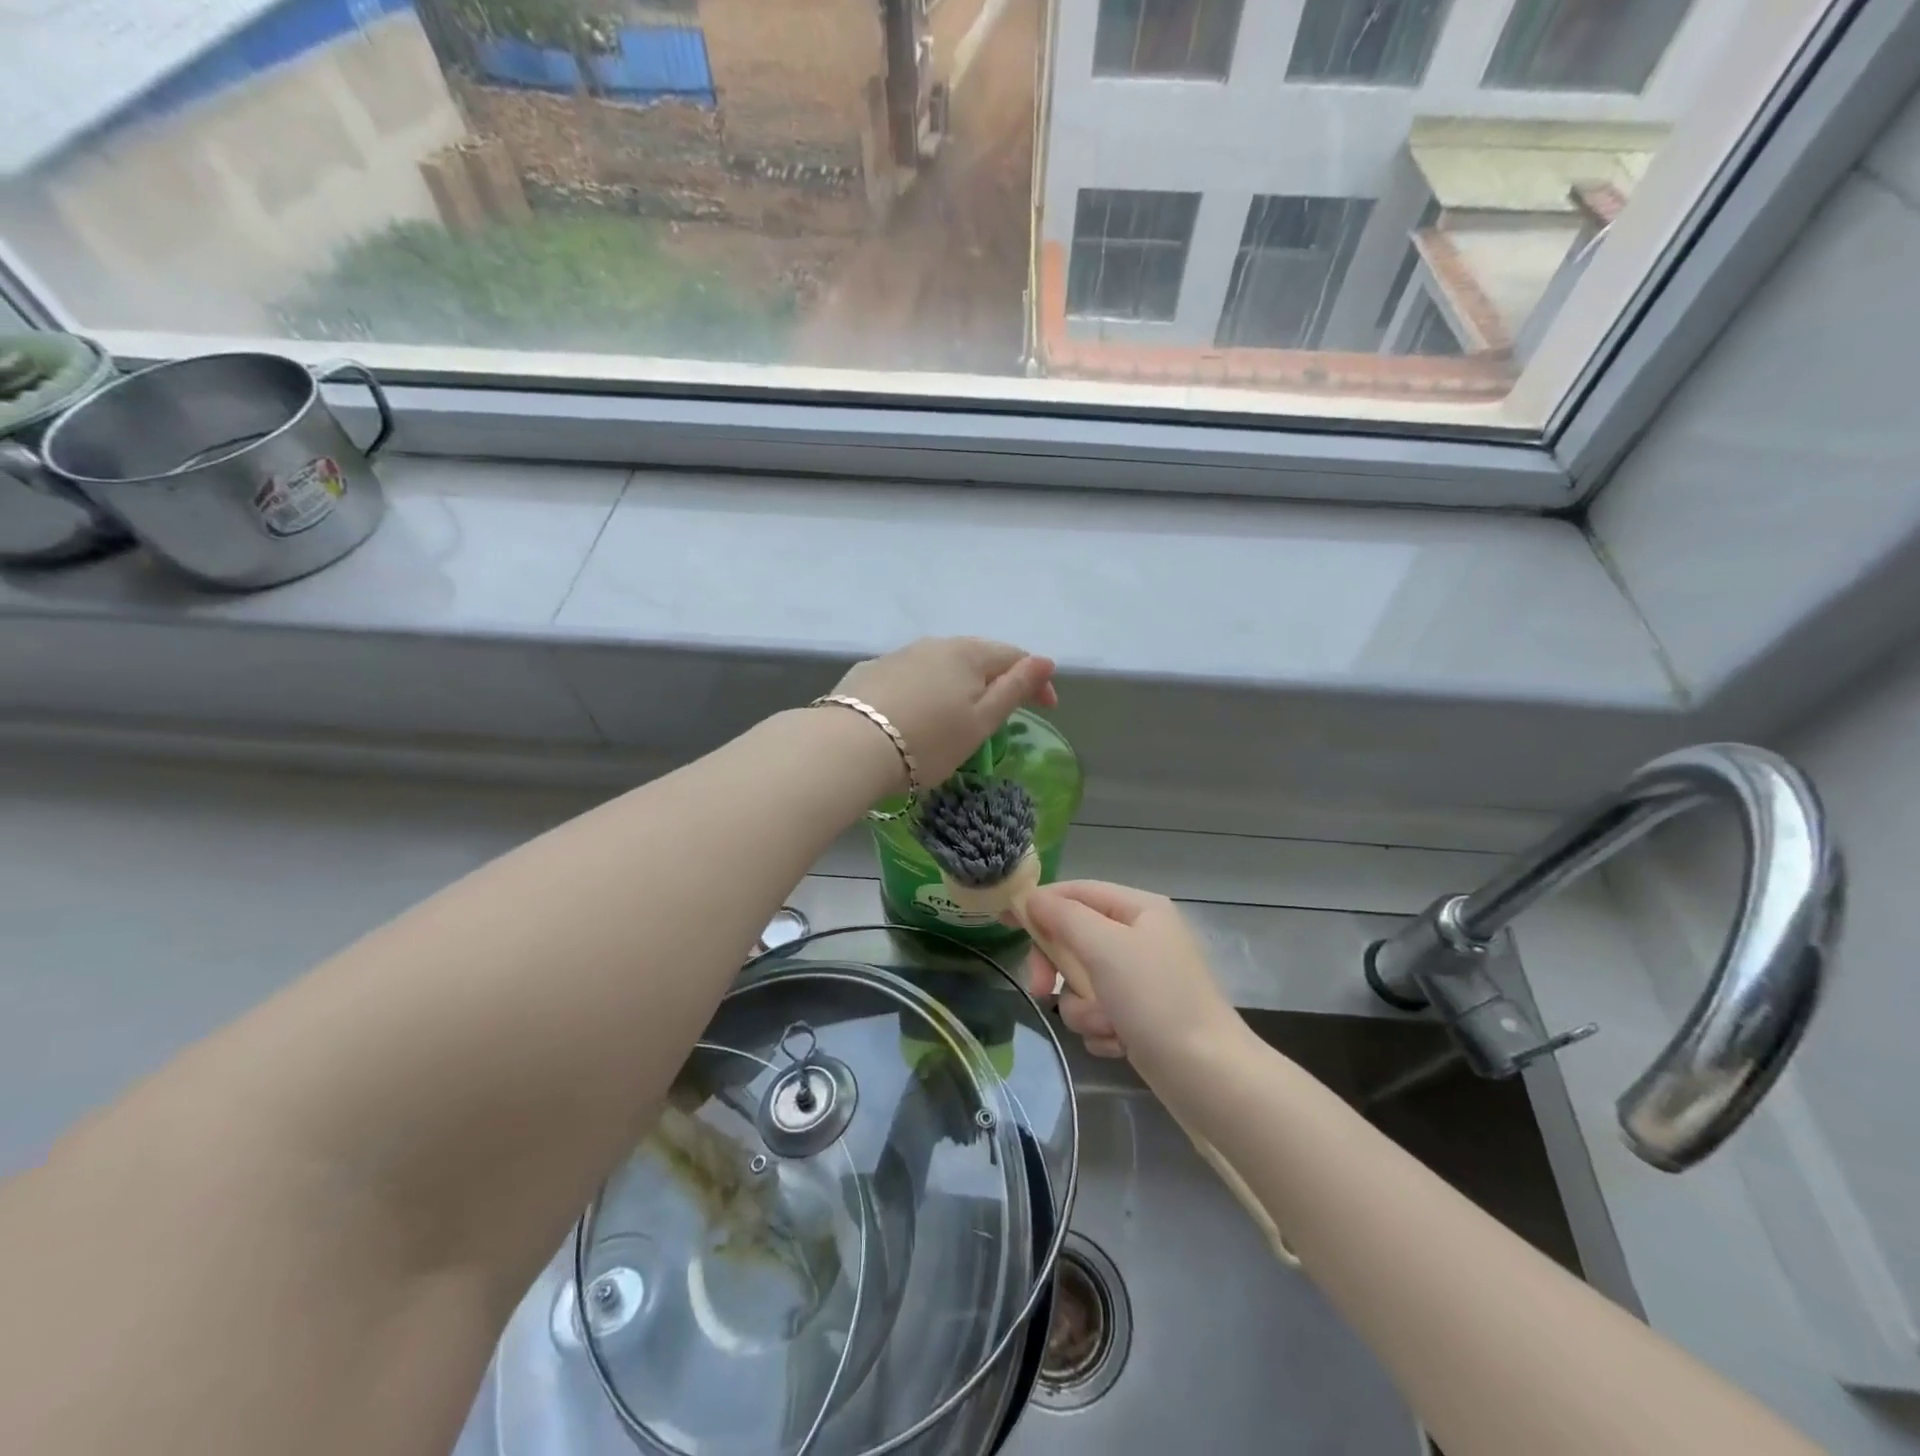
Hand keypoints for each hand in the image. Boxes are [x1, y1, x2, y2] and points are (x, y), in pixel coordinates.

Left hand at [833, 638, 1057, 787]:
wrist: (849, 746)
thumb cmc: (928, 741)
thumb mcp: (981, 721)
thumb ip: (1014, 688)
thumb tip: (1045, 660)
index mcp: (968, 654)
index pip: (1015, 656)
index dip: (1036, 681)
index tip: (1048, 709)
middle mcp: (934, 644)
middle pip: (977, 655)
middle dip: (997, 678)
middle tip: (1005, 710)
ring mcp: (898, 655)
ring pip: (941, 662)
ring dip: (959, 682)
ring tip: (960, 711)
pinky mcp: (870, 671)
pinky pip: (910, 673)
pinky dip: (925, 687)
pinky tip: (918, 709)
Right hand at [1020, 881, 1241, 1071]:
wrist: (1209, 1077)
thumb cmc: (1156, 1000)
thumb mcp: (1106, 948)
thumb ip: (1064, 918)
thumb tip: (1032, 899)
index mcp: (1139, 909)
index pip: (1078, 892)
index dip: (1040, 903)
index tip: (1005, 922)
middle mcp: (1140, 938)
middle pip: (1075, 939)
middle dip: (1060, 969)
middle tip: (1043, 991)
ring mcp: (1140, 980)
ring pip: (1082, 982)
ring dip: (1085, 1008)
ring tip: (1108, 1026)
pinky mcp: (1139, 1017)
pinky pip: (1098, 1013)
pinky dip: (1102, 1030)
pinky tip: (1120, 1044)